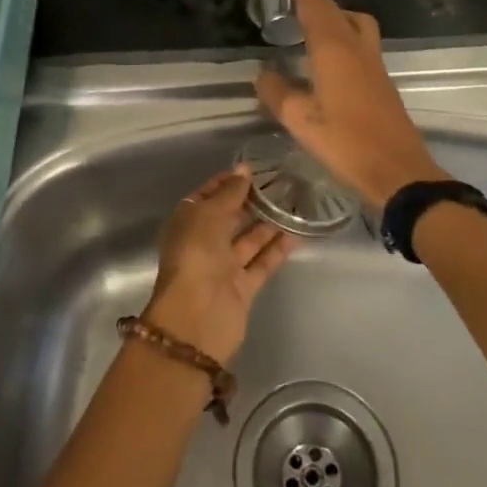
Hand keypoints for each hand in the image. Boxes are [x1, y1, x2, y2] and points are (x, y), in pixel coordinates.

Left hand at [142, 167, 294, 365]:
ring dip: (269, 222)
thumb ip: (229, 193)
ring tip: (296, 201)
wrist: (197, 317)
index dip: (227, 182)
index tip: (254, 169)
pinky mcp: (243, 286)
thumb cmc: (196, 255)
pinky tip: (298, 231)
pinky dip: (278, 248)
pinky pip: (263, 261)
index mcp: (187, 222)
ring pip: (249, 239)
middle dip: (252, 200)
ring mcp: (224, 266)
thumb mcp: (209, 215)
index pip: (207, 196)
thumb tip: (244, 170)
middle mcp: (204, 242)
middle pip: (230, 216)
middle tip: (282, 181)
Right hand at [254, 0, 447, 210]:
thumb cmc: (346, 143)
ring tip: (312, 25)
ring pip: (355, 24)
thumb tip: (263, 74)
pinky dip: (344, 35)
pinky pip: (361, 43)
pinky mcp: (382, 81)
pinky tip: (330, 58)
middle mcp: (356, 49)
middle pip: (336, 11)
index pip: (315, 6)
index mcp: (334, 51)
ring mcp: (374, 64)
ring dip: (335, 15)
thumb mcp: (301, 121)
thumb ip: (278, 93)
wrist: (399, 170)